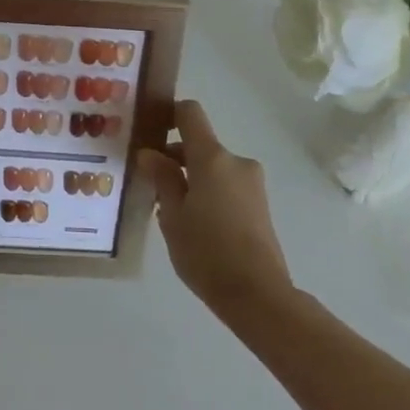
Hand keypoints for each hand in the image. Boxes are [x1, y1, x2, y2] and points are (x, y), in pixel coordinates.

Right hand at [137, 100, 292, 322]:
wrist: (258, 295)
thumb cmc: (207, 252)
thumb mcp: (172, 215)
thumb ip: (162, 179)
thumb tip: (149, 153)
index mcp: (212, 158)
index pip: (190, 113)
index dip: (168, 114)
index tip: (149, 131)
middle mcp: (236, 162)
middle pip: (200, 144)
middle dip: (175, 158)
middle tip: (150, 183)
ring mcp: (252, 184)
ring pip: (213, 167)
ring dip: (192, 178)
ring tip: (171, 211)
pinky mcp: (259, 205)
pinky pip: (226, 185)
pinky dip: (208, 192)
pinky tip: (195, 224)